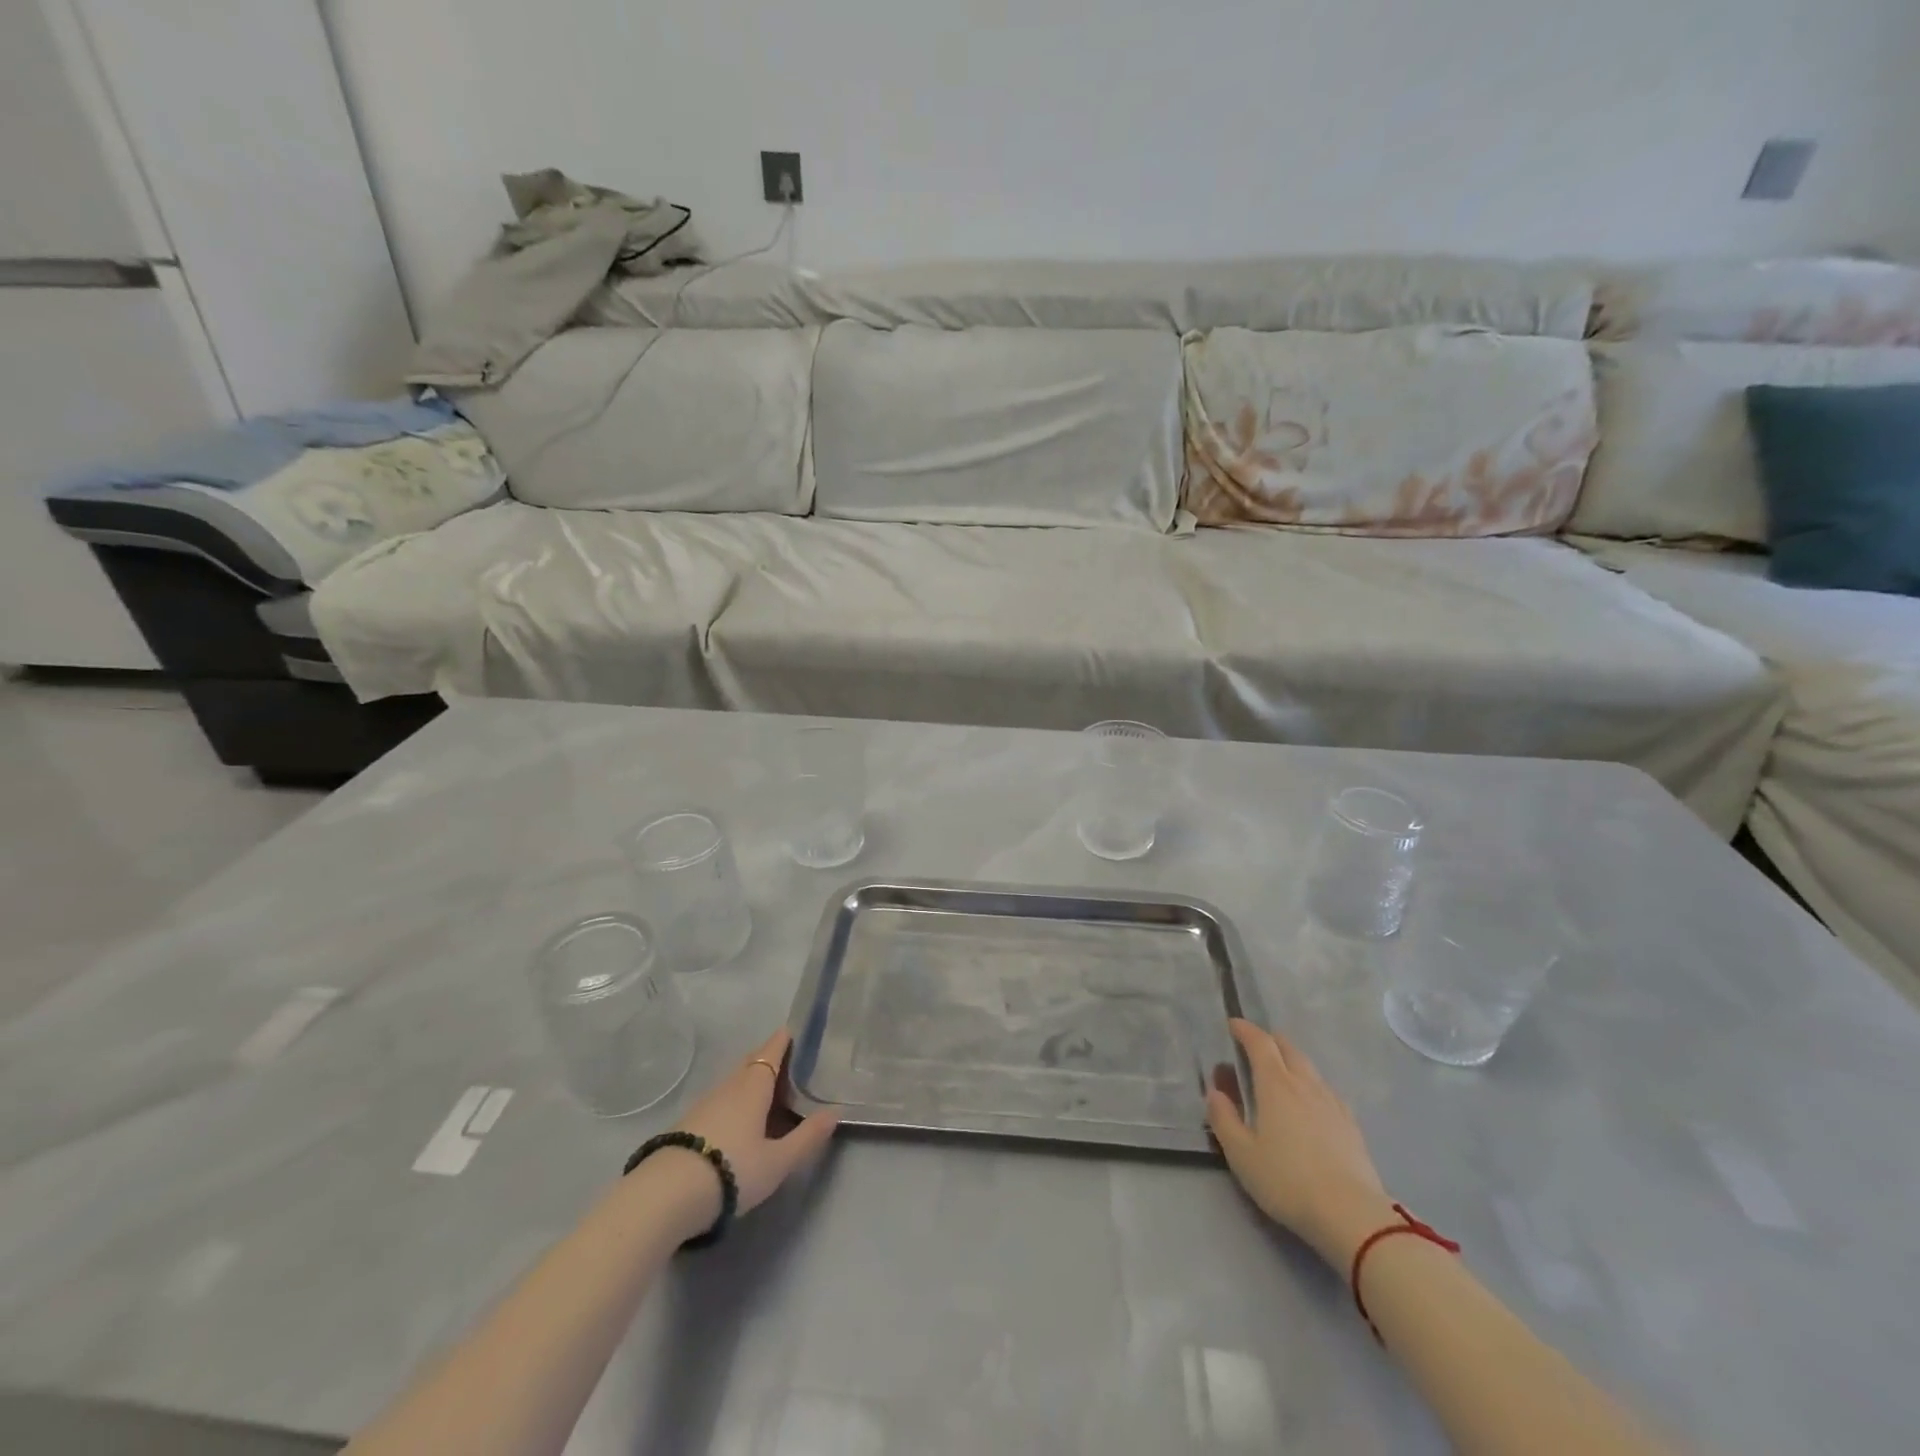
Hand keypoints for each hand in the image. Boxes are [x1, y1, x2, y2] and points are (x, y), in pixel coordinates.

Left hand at [674, 1029, 839, 1220]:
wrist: (666, 1195)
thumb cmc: (732, 1169)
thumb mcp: (778, 1161)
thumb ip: (807, 1137)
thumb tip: (834, 1112)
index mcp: (754, 1086)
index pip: (772, 1051)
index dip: (784, 1040)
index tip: (795, 1031)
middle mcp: (729, 1086)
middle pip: (751, 1062)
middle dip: (769, 1058)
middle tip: (789, 1063)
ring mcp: (705, 1103)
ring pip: (734, 1082)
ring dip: (752, 1081)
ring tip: (769, 1094)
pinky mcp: (688, 1123)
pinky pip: (721, 1100)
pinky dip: (736, 1100)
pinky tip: (739, 1120)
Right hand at [1206, 1019, 1392, 1266]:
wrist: (1351, 1215)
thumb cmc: (1287, 1181)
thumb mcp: (1241, 1154)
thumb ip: (1223, 1119)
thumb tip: (1215, 1092)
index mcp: (1276, 1085)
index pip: (1260, 1043)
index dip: (1245, 1030)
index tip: (1233, 1025)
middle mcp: (1305, 1084)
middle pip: (1288, 1048)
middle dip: (1270, 1041)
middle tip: (1256, 1047)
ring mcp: (1332, 1103)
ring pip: (1310, 1068)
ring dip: (1292, 1061)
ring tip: (1281, 1073)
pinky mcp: (1351, 1124)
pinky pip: (1326, 1090)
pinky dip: (1311, 1085)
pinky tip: (1311, 1103)